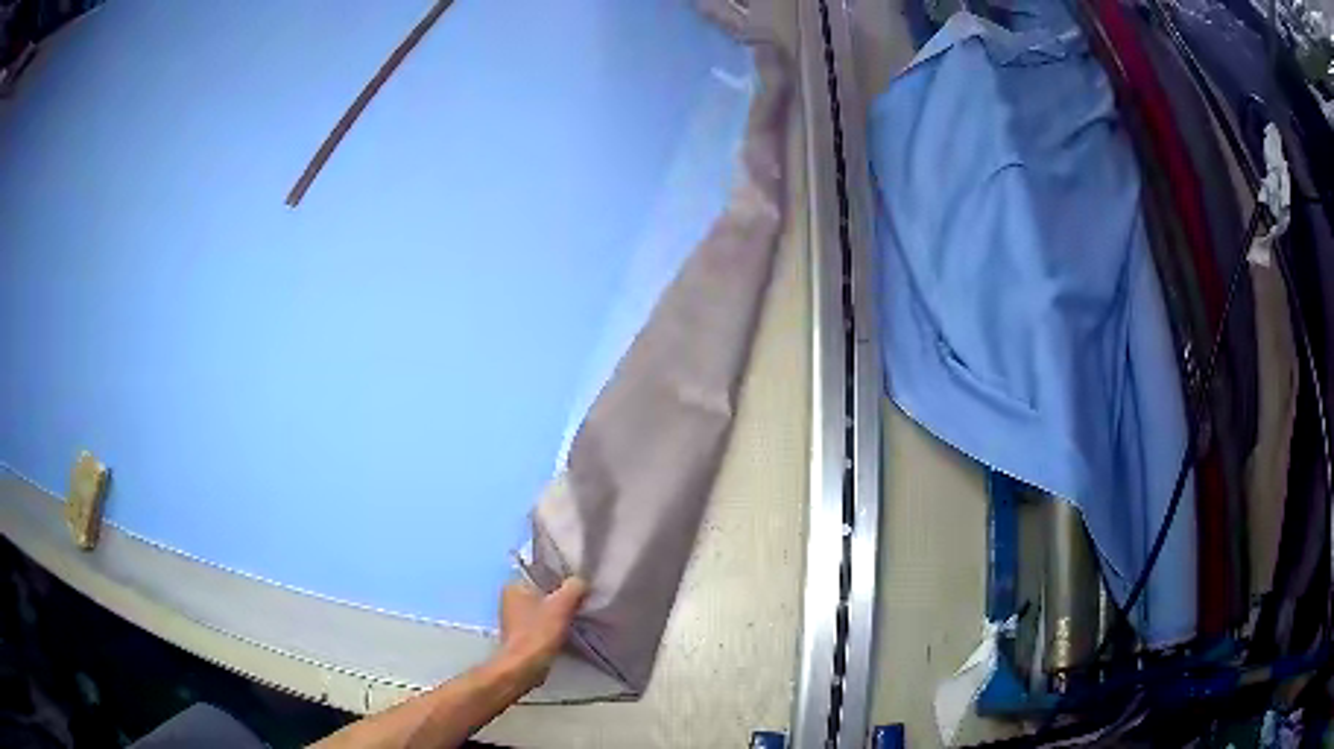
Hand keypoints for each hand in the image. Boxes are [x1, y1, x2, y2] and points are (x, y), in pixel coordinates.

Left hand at [493, 577, 587, 693]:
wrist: (524, 666)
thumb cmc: (539, 632)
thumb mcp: (562, 604)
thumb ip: (574, 587)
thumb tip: (580, 581)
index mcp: (514, 584)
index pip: (541, 571)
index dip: (561, 576)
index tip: (578, 584)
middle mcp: (510, 597)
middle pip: (543, 590)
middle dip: (560, 596)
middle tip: (580, 600)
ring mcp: (513, 617)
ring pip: (543, 607)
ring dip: (558, 612)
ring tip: (576, 615)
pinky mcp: (520, 634)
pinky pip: (541, 623)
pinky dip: (553, 625)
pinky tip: (566, 630)